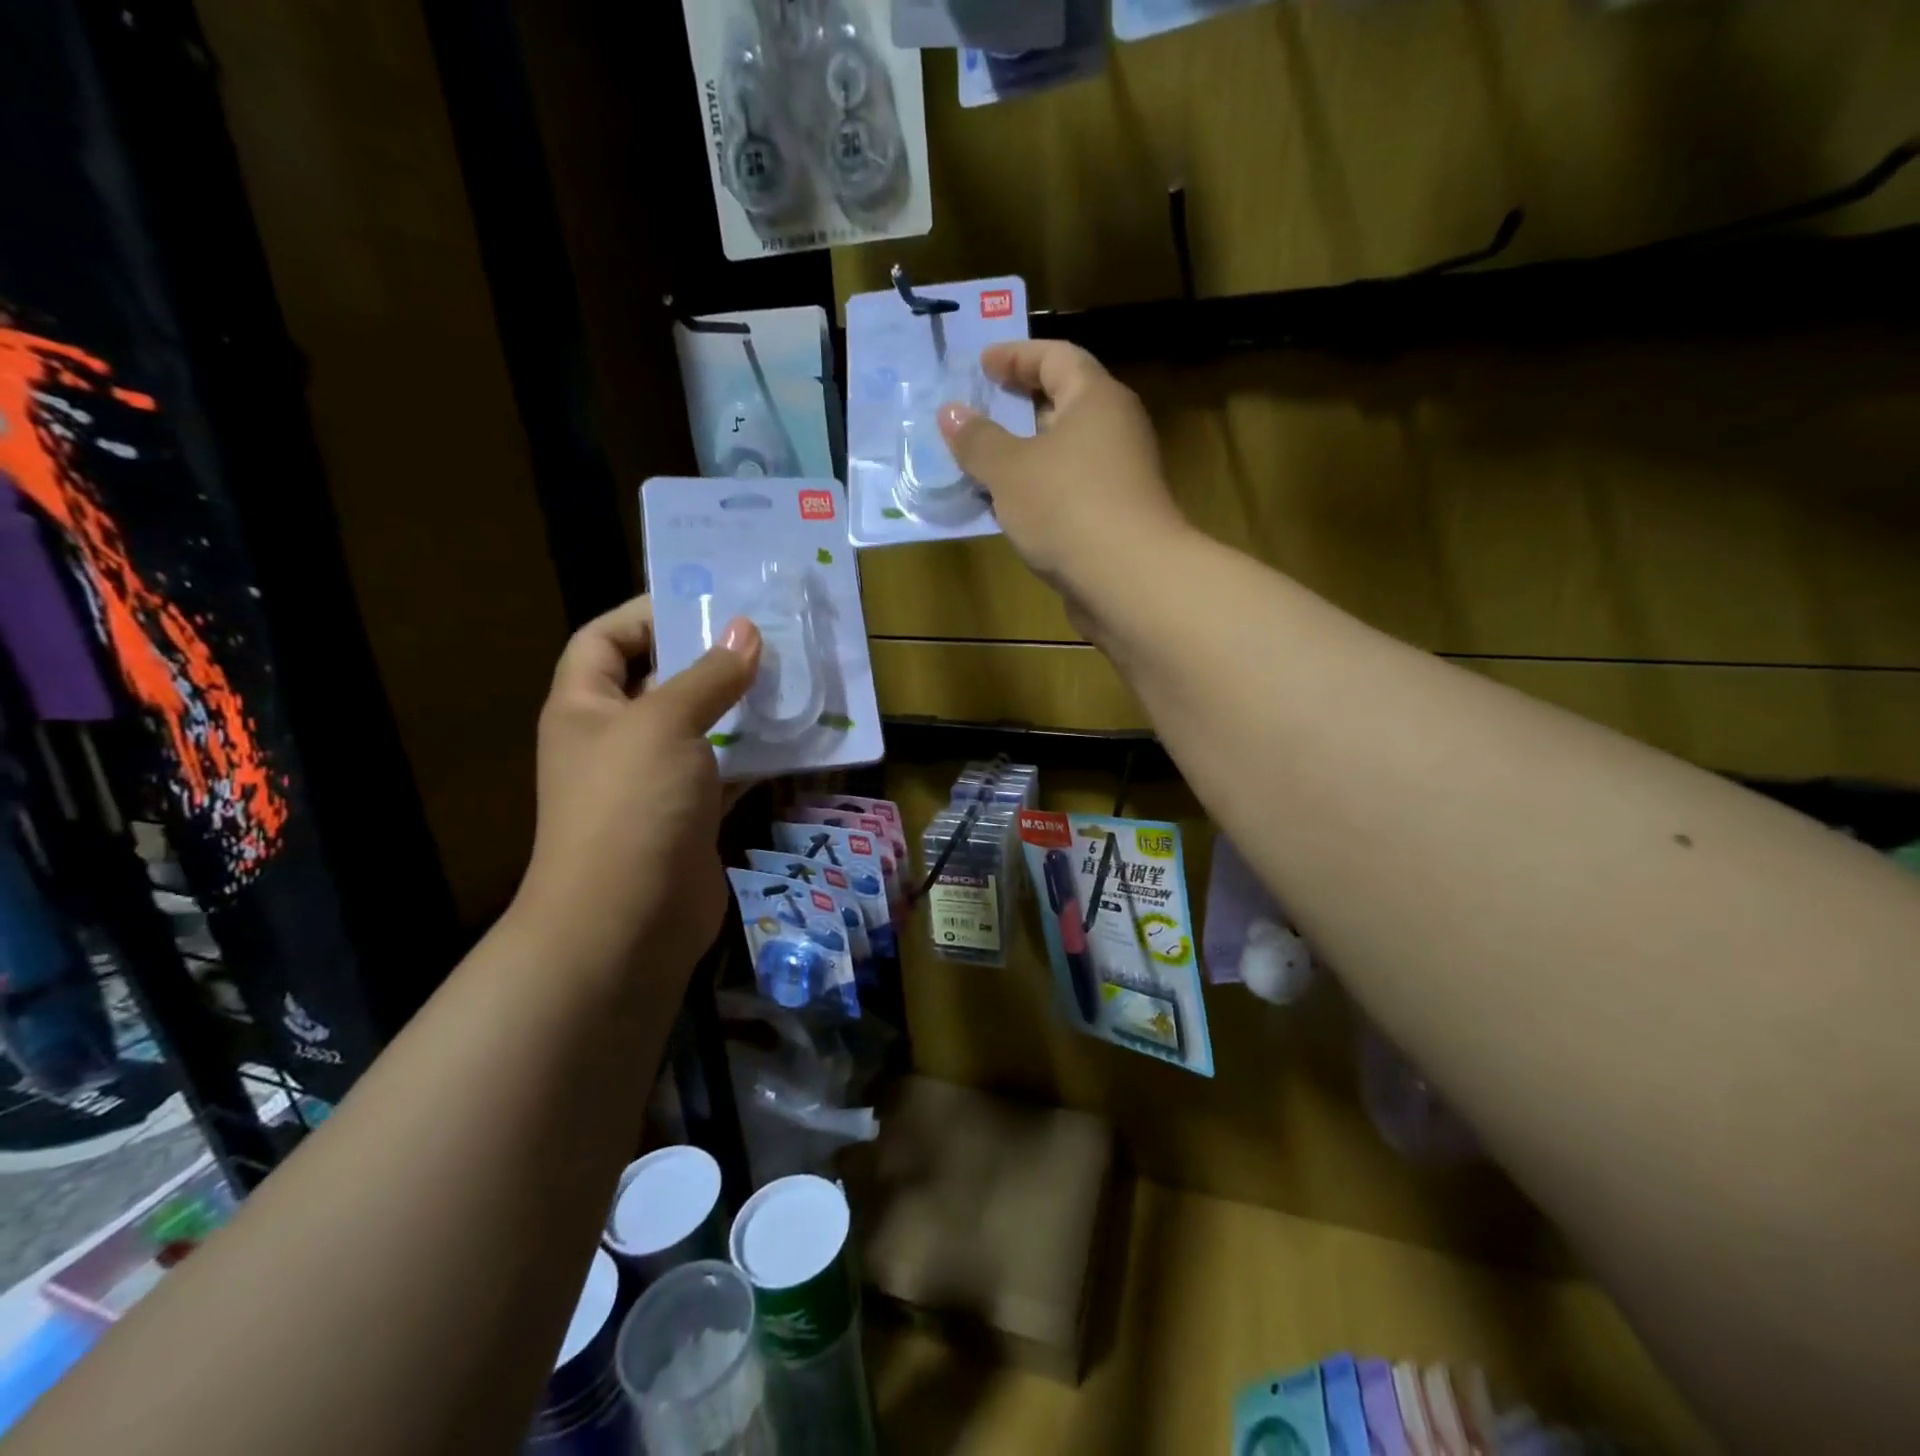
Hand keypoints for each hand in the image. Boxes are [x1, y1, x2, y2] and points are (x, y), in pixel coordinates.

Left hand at [514, 596, 761, 980]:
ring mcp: (655, 780)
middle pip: (661, 680)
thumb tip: (746, 630)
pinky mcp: (690, 814)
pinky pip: (727, 770)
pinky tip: (799, 737)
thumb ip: (709, 675)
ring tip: (792, 678)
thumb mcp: (666, 724)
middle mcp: (616, 738)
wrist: (626, 923)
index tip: (706, 602)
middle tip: (767, 635)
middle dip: (709, 657)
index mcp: (586, 706)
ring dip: (742, 706)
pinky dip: (757, 754)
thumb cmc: (631, 806)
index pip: (603, 638)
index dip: (646, 613)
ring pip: (702, 727)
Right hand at [938, 341, 1190, 603]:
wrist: (1129, 580)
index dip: (1016, 355)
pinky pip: (1070, 489)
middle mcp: (1116, 429)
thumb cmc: (1067, 507)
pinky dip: (1040, 489)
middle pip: (1066, 403)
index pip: (1057, 357)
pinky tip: (1011, 509)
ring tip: (985, 464)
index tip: (982, 365)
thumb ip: (977, 440)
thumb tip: (950, 412)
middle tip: (982, 412)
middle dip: (1021, 405)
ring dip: (1028, 454)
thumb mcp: (1009, 470)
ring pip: (1067, 452)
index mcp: (1096, 399)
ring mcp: (1121, 476)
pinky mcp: (1116, 516)